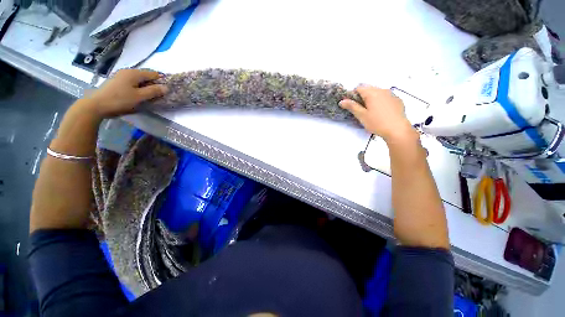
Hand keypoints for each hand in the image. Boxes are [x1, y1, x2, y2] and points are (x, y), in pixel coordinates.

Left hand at [84, 69, 167, 117]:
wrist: (96, 105)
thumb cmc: (120, 100)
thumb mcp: (139, 97)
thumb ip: (153, 91)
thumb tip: (166, 87)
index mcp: (134, 73)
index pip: (153, 74)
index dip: (162, 81)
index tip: (167, 90)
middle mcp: (128, 71)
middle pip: (146, 76)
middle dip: (154, 84)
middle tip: (159, 95)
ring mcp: (121, 76)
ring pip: (139, 79)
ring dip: (146, 86)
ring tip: (150, 96)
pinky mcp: (117, 82)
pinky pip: (132, 82)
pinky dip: (138, 87)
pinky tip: (138, 94)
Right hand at [340, 86, 414, 141]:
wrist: (397, 130)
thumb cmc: (377, 123)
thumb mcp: (361, 115)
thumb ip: (352, 106)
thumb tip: (341, 101)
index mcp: (372, 93)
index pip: (359, 88)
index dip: (353, 95)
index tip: (352, 105)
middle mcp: (382, 90)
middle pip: (369, 89)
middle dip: (362, 97)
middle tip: (360, 109)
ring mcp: (391, 94)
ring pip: (378, 92)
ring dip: (372, 98)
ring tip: (371, 111)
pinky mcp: (397, 100)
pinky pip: (386, 97)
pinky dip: (381, 101)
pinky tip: (381, 112)